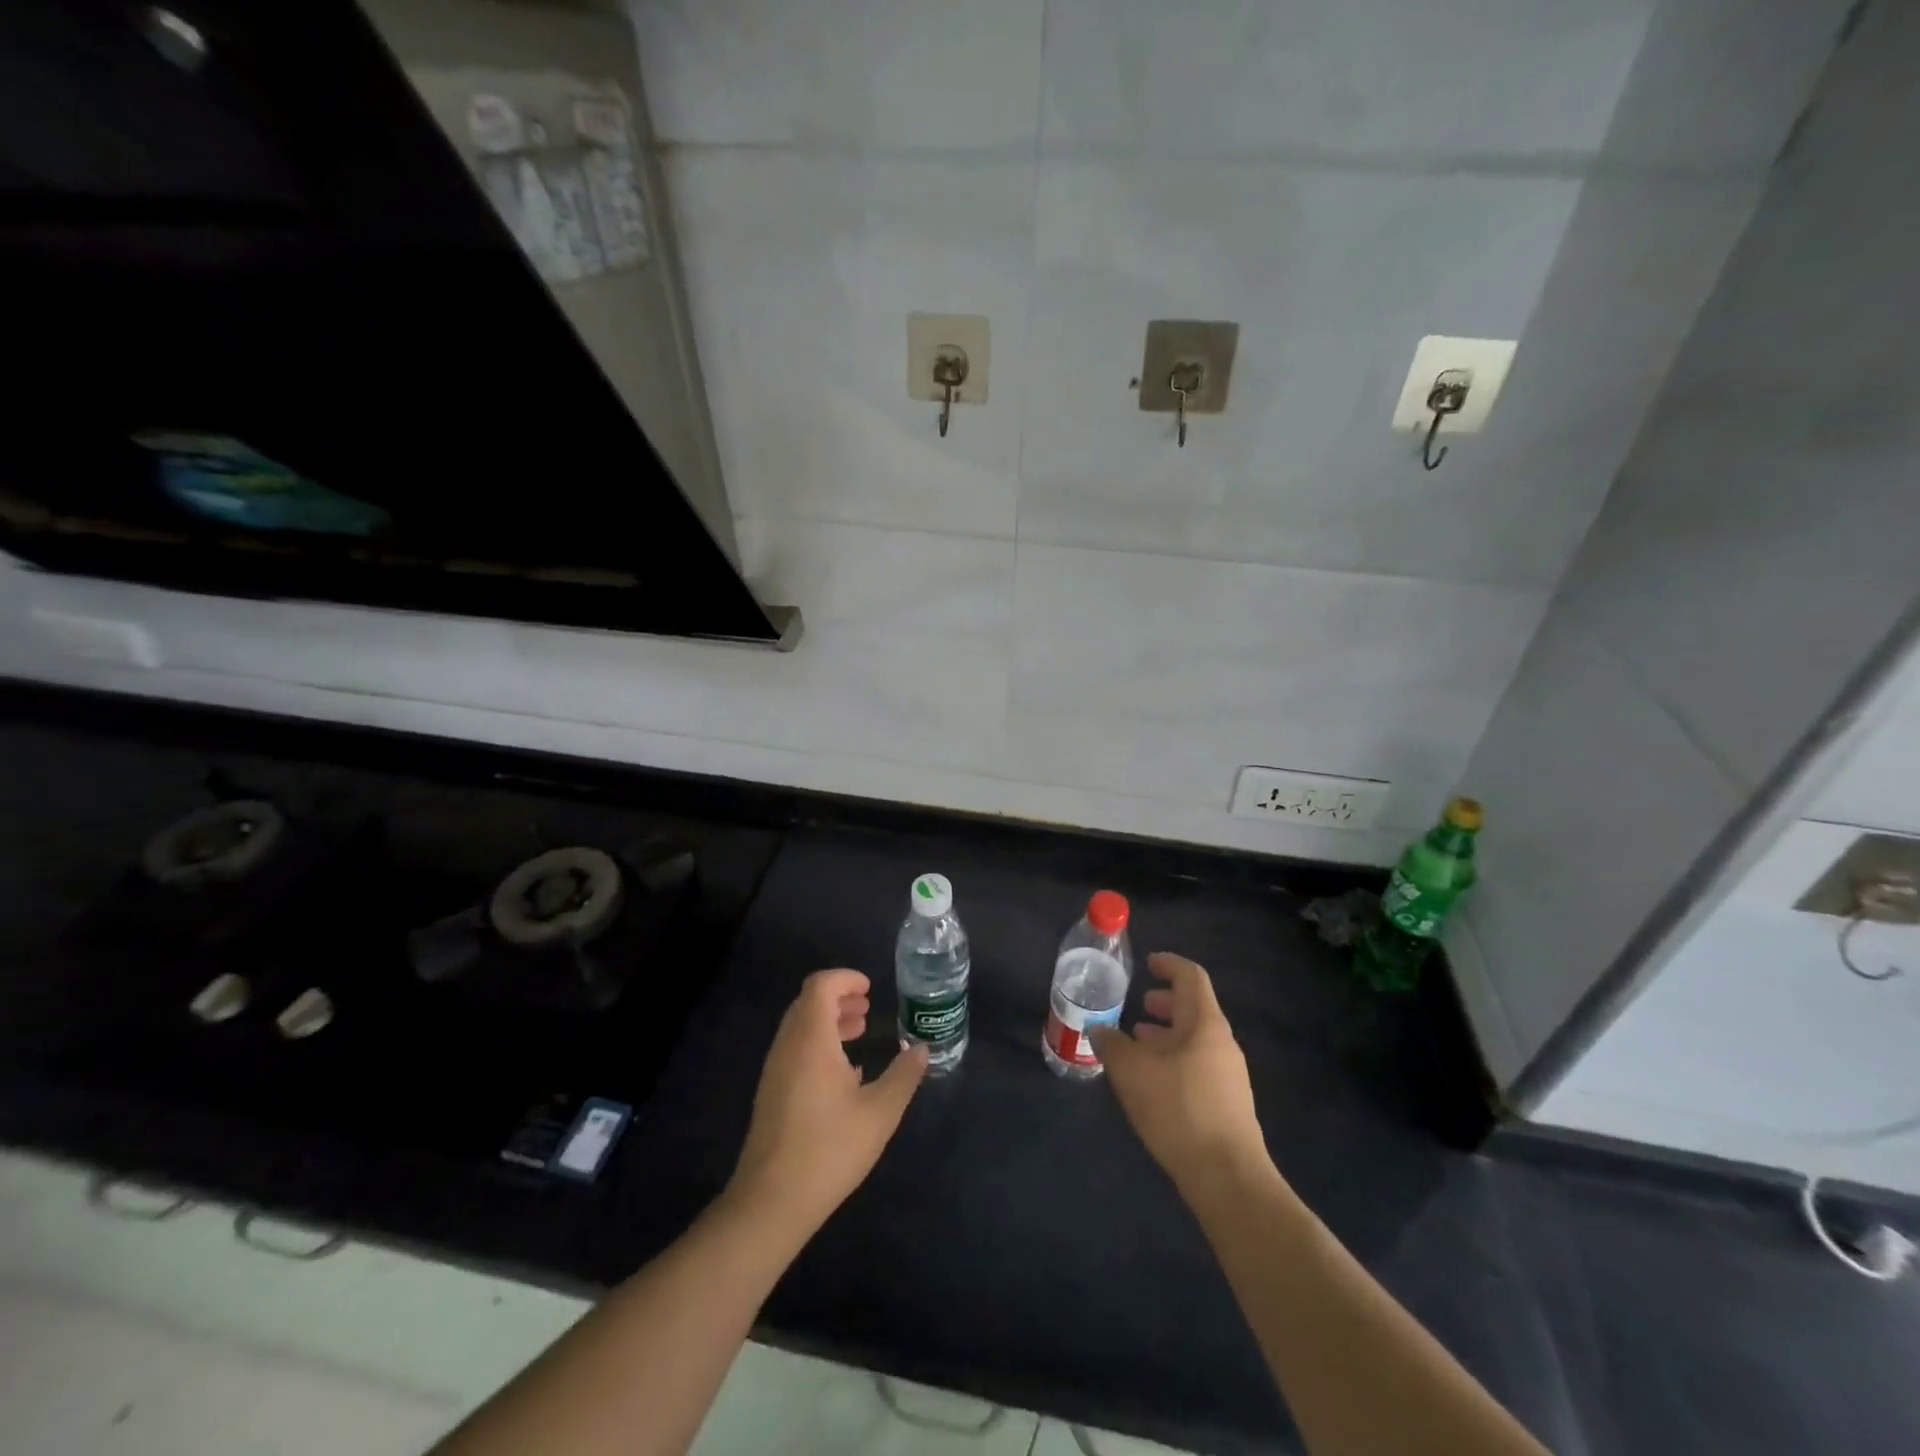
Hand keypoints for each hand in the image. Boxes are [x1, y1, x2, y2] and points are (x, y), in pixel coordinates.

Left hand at [726, 968, 927, 1235]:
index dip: (845, 978)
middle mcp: (788, 1046)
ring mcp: (775, 1070)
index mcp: (811, 1039)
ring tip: (859, 1033)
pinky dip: (818, 1043)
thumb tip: (921, 1048)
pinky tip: (843, 1073)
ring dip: (828, 1021)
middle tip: (868, 1009)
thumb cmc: (829, 1150)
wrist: (770, 1202)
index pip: (820, 985)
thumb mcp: (879, 1113)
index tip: (870, 990)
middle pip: (808, 1002)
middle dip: (839, 998)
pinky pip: (794, 1049)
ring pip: (800, 1026)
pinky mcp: (771, 1092)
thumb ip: (903, 1076)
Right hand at [1090, 953, 1267, 1192]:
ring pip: (1193, 1040)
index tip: (1147, 964)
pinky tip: (1150, 1082)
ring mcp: (1228, 1075)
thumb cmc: (1179, 1110)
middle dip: (1164, 1004)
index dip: (1169, 964)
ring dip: (1165, 1036)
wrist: (1228, 1179)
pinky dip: (1172, 1060)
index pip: (1191, 977)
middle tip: (1138, 1006)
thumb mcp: (1132, 1072)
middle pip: (1193, 1009)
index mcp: (1205, 1023)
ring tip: (1136, 1044)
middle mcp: (1222, 1043)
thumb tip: (1099, 1029)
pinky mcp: (1226, 1105)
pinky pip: (1196, 1066)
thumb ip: (1111, 1044)